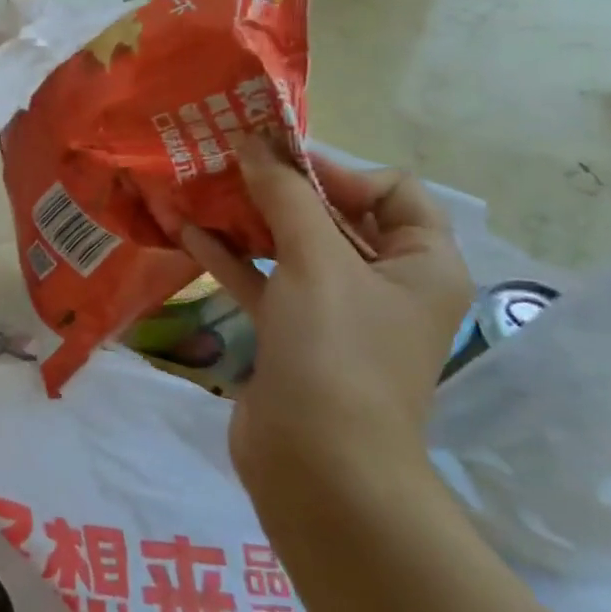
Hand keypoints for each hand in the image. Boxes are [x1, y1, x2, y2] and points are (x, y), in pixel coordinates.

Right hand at [179, 138, 472, 511]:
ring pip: (294, 247)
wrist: (320, 470)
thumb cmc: (337, 353)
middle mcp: (386, 283)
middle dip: (282, 188)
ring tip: (203, 189)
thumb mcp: (315, 260)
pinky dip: (233, 258)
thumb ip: (284, 195)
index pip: (391, 188)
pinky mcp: (295, 336)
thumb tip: (254, 141)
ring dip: (252, 220)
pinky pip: (266, 282)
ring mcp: (338, 313)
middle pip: (336, 214)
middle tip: (229, 162)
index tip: (277, 162)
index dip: (335, 169)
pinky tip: (189, 233)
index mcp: (421, 262)